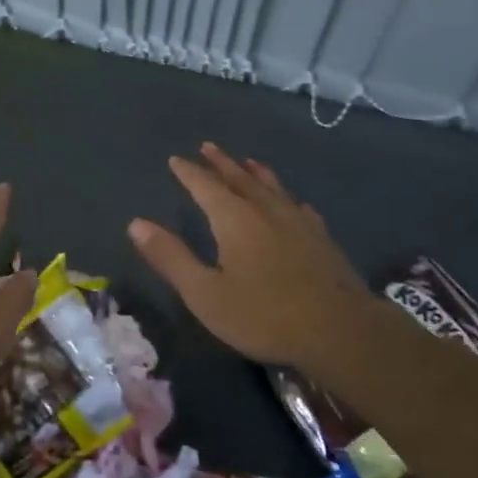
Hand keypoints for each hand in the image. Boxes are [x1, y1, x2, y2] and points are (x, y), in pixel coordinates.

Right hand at [130, 142, 374, 367]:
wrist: (340, 331)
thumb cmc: (264, 315)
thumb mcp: (205, 294)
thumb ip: (171, 257)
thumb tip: (136, 223)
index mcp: (234, 219)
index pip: (205, 186)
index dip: (189, 172)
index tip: (177, 159)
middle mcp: (265, 210)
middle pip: (239, 178)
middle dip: (221, 163)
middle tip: (208, 146)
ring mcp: (297, 222)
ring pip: (272, 188)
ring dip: (255, 173)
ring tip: (248, 161)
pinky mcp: (321, 239)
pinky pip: (299, 208)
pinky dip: (288, 200)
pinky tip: (294, 204)